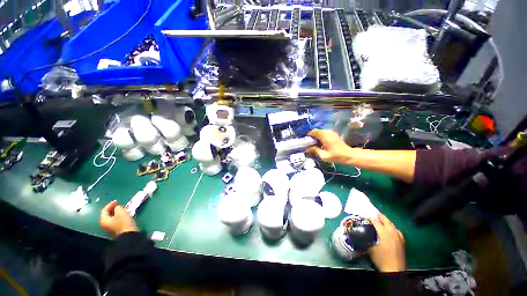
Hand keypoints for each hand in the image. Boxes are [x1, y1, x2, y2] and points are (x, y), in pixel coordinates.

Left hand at [100, 200, 138, 236]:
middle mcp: (105, 224)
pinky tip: (125, 215)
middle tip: (120, 205)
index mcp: (104, 219)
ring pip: (112, 218)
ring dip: (117, 213)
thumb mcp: (121, 212)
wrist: (128, 235)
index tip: (117, 201)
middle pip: (107, 214)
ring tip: (124, 209)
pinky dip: (119, 217)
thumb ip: (118, 208)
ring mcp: (110, 228)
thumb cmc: (123, 223)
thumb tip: (117, 207)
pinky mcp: (116, 229)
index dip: (110, 204)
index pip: (104, 210)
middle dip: (113, 209)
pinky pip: (116, 221)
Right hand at [306, 129, 353, 163]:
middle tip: (310, 144)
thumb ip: (314, 150)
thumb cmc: (335, 156)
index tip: (305, 141)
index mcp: (324, 136)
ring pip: (320, 132)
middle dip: (312, 137)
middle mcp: (327, 132)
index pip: (313, 132)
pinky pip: (324, 133)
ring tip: (315, 144)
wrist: (348, 155)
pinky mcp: (334, 134)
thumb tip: (306, 149)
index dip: (308, 136)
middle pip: (316, 131)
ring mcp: (331, 133)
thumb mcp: (323, 155)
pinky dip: (321, 137)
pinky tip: (321, 144)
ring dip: (316, 137)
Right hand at [369, 213, 405, 272]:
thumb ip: (367, 239)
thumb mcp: (370, 248)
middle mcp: (392, 233)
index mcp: (384, 233)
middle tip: (375, 214)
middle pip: (386, 221)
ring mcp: (398, 237)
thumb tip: (363, 233)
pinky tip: (392, 230)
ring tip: (383, 221)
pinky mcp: (402, 242)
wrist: (394, 270)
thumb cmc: (381, 259)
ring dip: (387, 222)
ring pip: (393, 226)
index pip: (376, 222)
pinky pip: (397, 231)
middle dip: (381, 216)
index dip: (370, 218)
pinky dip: (393, 228)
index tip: (365, 216)